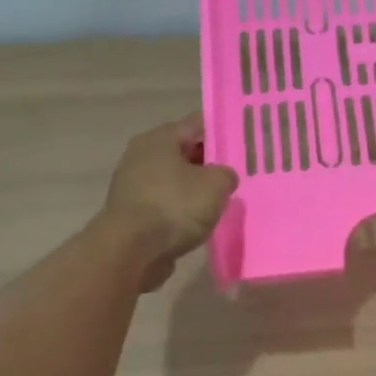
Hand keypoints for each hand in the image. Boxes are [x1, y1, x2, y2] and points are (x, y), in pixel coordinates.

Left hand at [98, 114, 238, 291]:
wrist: (131, 251)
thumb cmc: (174, 206)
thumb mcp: (216, 184)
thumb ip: (226, 173)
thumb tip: (223, 177)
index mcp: (160, 138)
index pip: (197, 124)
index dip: (223, 131)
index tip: (245, 142)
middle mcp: (142, 156)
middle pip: (185, 152)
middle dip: (211, 162)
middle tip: (239, 172)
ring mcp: (134, 185)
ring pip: (175, 180)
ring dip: (196, 189)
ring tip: (223, 199)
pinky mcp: (133, 213)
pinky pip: (166, 204)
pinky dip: (182, 210)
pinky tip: (201, 221)